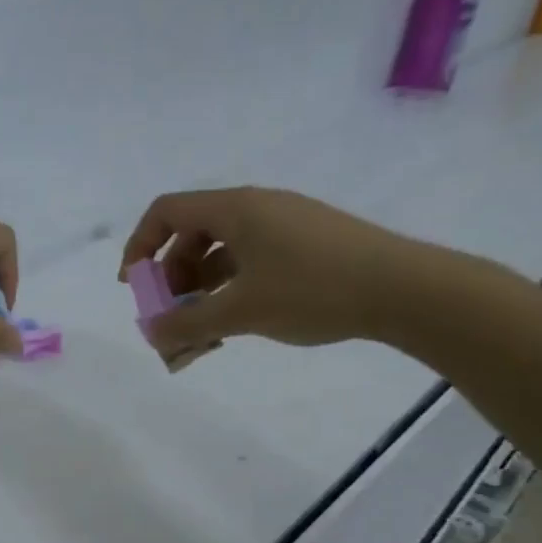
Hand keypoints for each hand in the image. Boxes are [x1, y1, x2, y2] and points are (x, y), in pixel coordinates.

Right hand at [118, 188, 428, 355]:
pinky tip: (236, 319)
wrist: (406, 289)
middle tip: (171, 314)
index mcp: (235, 209)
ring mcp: (284, 223)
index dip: (140, 246)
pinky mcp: (306, 242)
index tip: (135, 286)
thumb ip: (189, 324)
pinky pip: (250, 258)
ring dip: (200, 286)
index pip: (166, 211)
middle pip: (191, 232)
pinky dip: (230, 285)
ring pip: (222, 249)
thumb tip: (151, 335)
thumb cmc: (313, 290)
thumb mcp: (242, 311)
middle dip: (170, 275)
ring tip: (202, 326)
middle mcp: (256, 207)